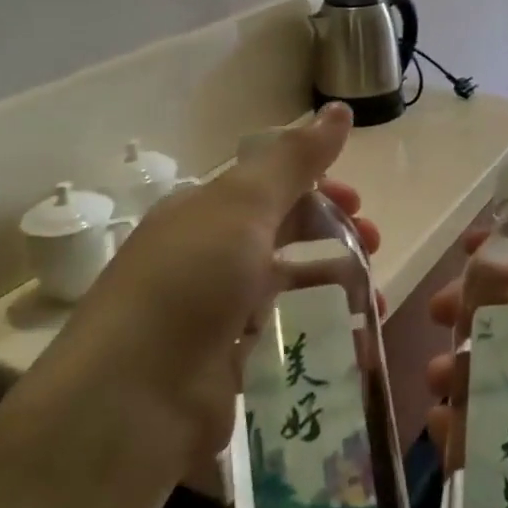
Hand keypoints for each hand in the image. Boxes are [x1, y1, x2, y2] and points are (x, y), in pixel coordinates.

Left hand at [0, 104, 377, 507]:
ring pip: (290, 289)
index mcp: (205, 212)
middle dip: (334, 236)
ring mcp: (218, 314)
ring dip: (336, 288)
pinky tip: (356, 344)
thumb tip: (338, 108)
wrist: (132, 399)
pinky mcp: (229, 366)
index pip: (269, 186)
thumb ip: (295, 159)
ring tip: (374, 303)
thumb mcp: (243, 206)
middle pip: (283, 235)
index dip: (318, 188)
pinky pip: (286, 340)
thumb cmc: (190, 282)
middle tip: (373, 247)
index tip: (358, 201)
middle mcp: (209, 256)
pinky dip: (322, 337)